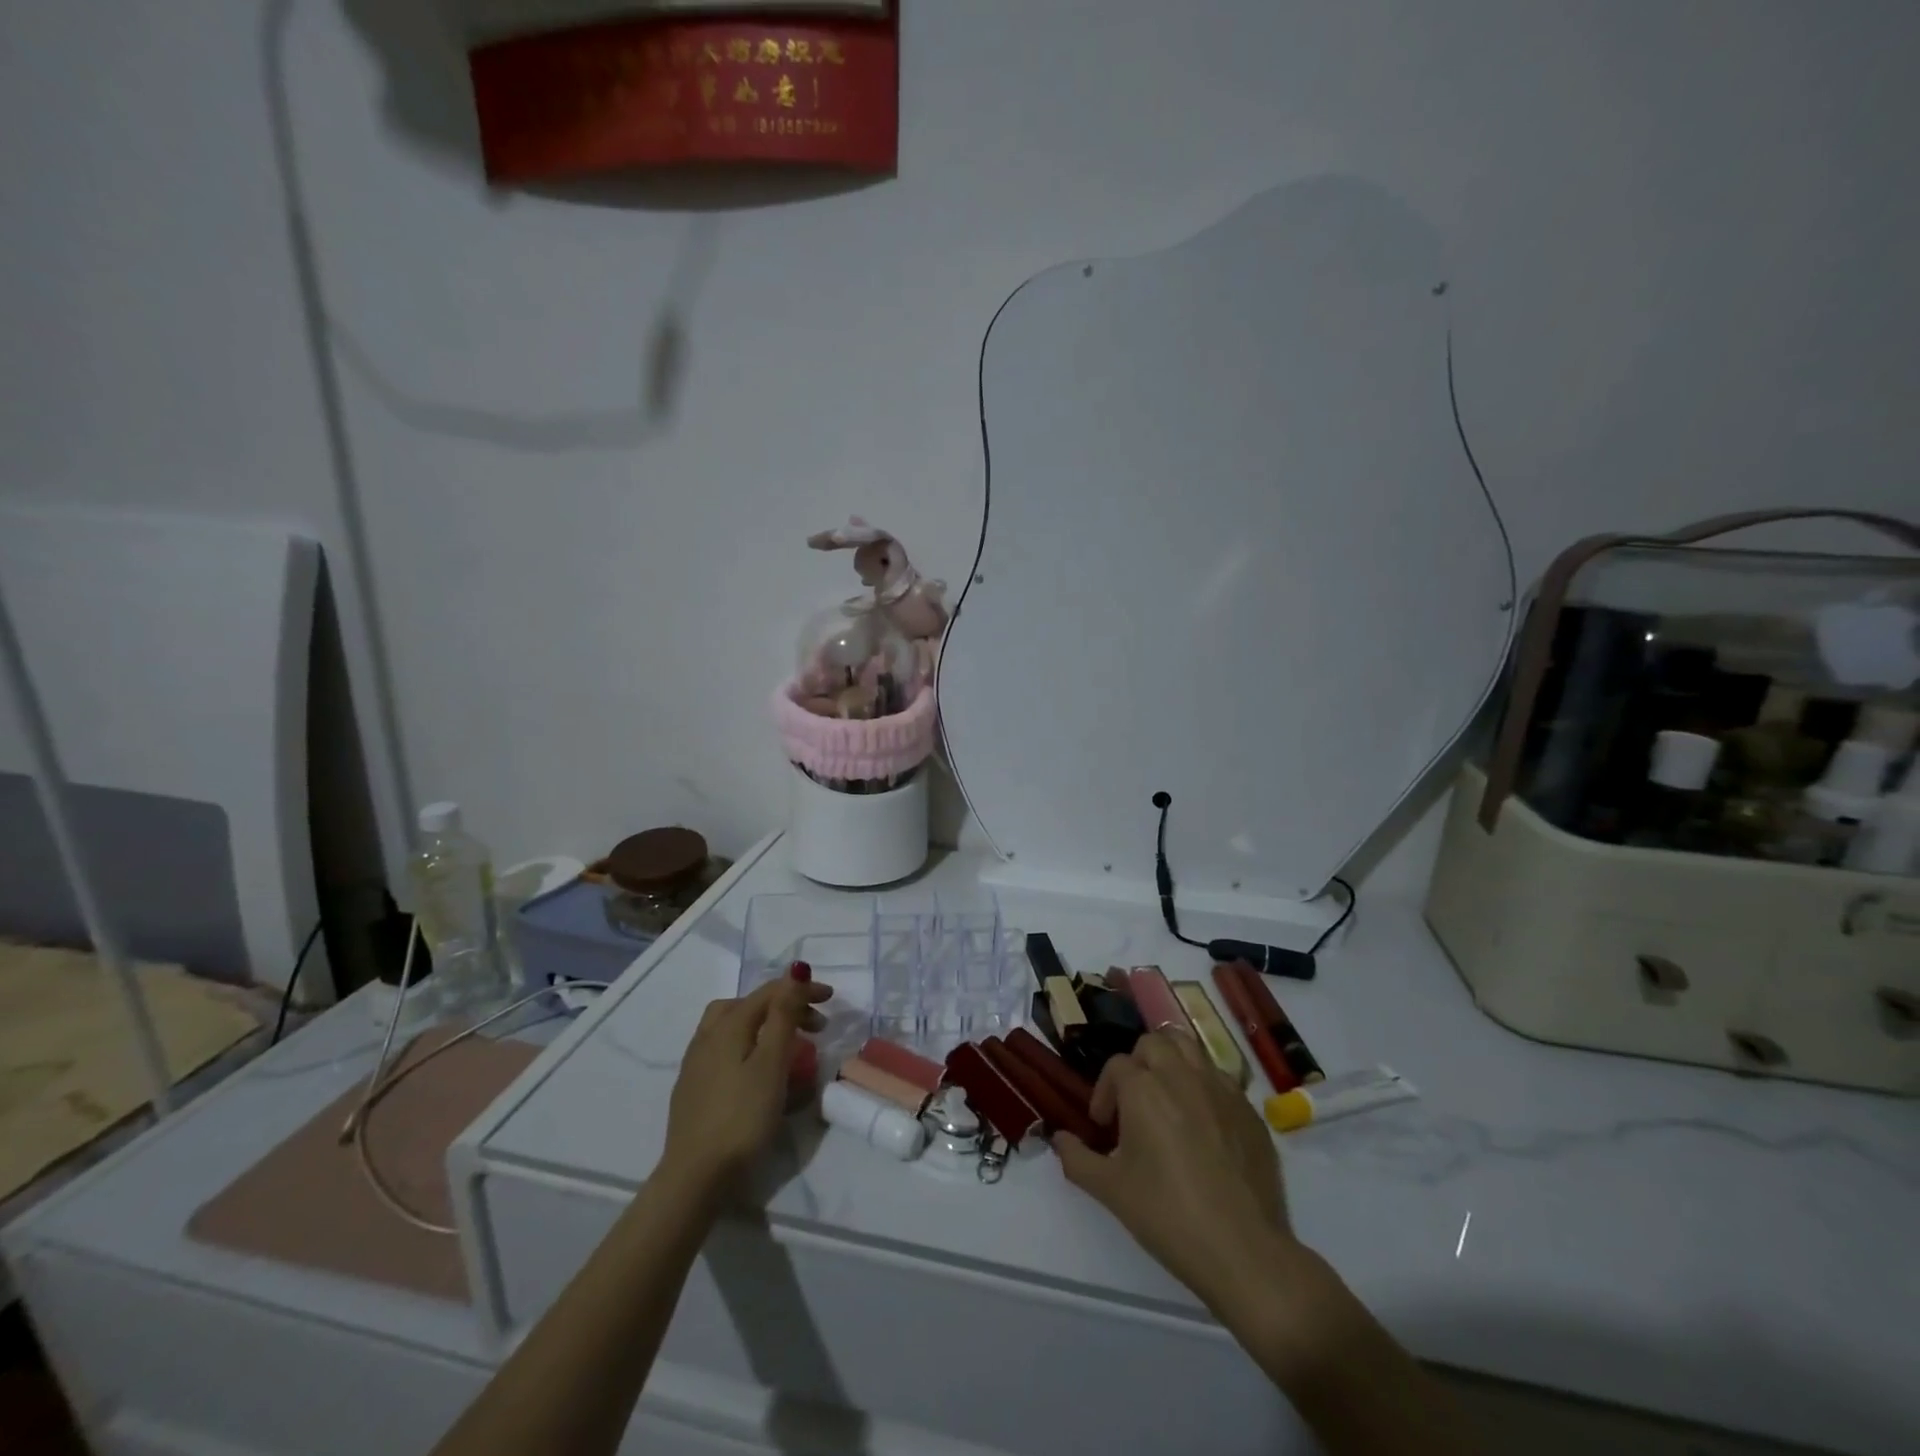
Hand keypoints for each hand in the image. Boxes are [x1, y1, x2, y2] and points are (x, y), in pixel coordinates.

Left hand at [661, 977, 831, 1193]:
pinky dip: (748, 1046)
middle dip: (783, 1006)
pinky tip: (757, 1071)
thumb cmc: (742, 1117)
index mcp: (728, 1025)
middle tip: (814, 1025)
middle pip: (749, 1005)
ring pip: (732, 1026)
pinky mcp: (693, 1087)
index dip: (801, 990)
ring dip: (762, 1025)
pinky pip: (725, 1050)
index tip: (831, 999)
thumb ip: (783, 1015)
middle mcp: (707, 1035)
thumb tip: (795, 970)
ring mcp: (696, 1062)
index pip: (769, 992)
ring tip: (785, 1043)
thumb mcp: (772, 1063)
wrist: (695, 1177)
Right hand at [1053, 1031, 1303, 1315]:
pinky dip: (1204, 1086)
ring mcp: (1220, 1089)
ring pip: (1189, 1048)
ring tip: (1167, 1098)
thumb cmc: (1168, 1216)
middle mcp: (1182, 1076)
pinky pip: (1220, 1078)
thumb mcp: (1110, 1191)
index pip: (1116, 1066)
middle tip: (1134, 1102)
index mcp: (1144, 1089)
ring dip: (1172, 1062)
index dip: (1104, 1092)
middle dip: (1138, 1065)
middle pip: (1153, 1043)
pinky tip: (1203, 1125)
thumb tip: (1059, 1139)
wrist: (1243, 1251)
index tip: (1103, 1126)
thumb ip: (1077, 1158)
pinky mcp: (1249, 1110)